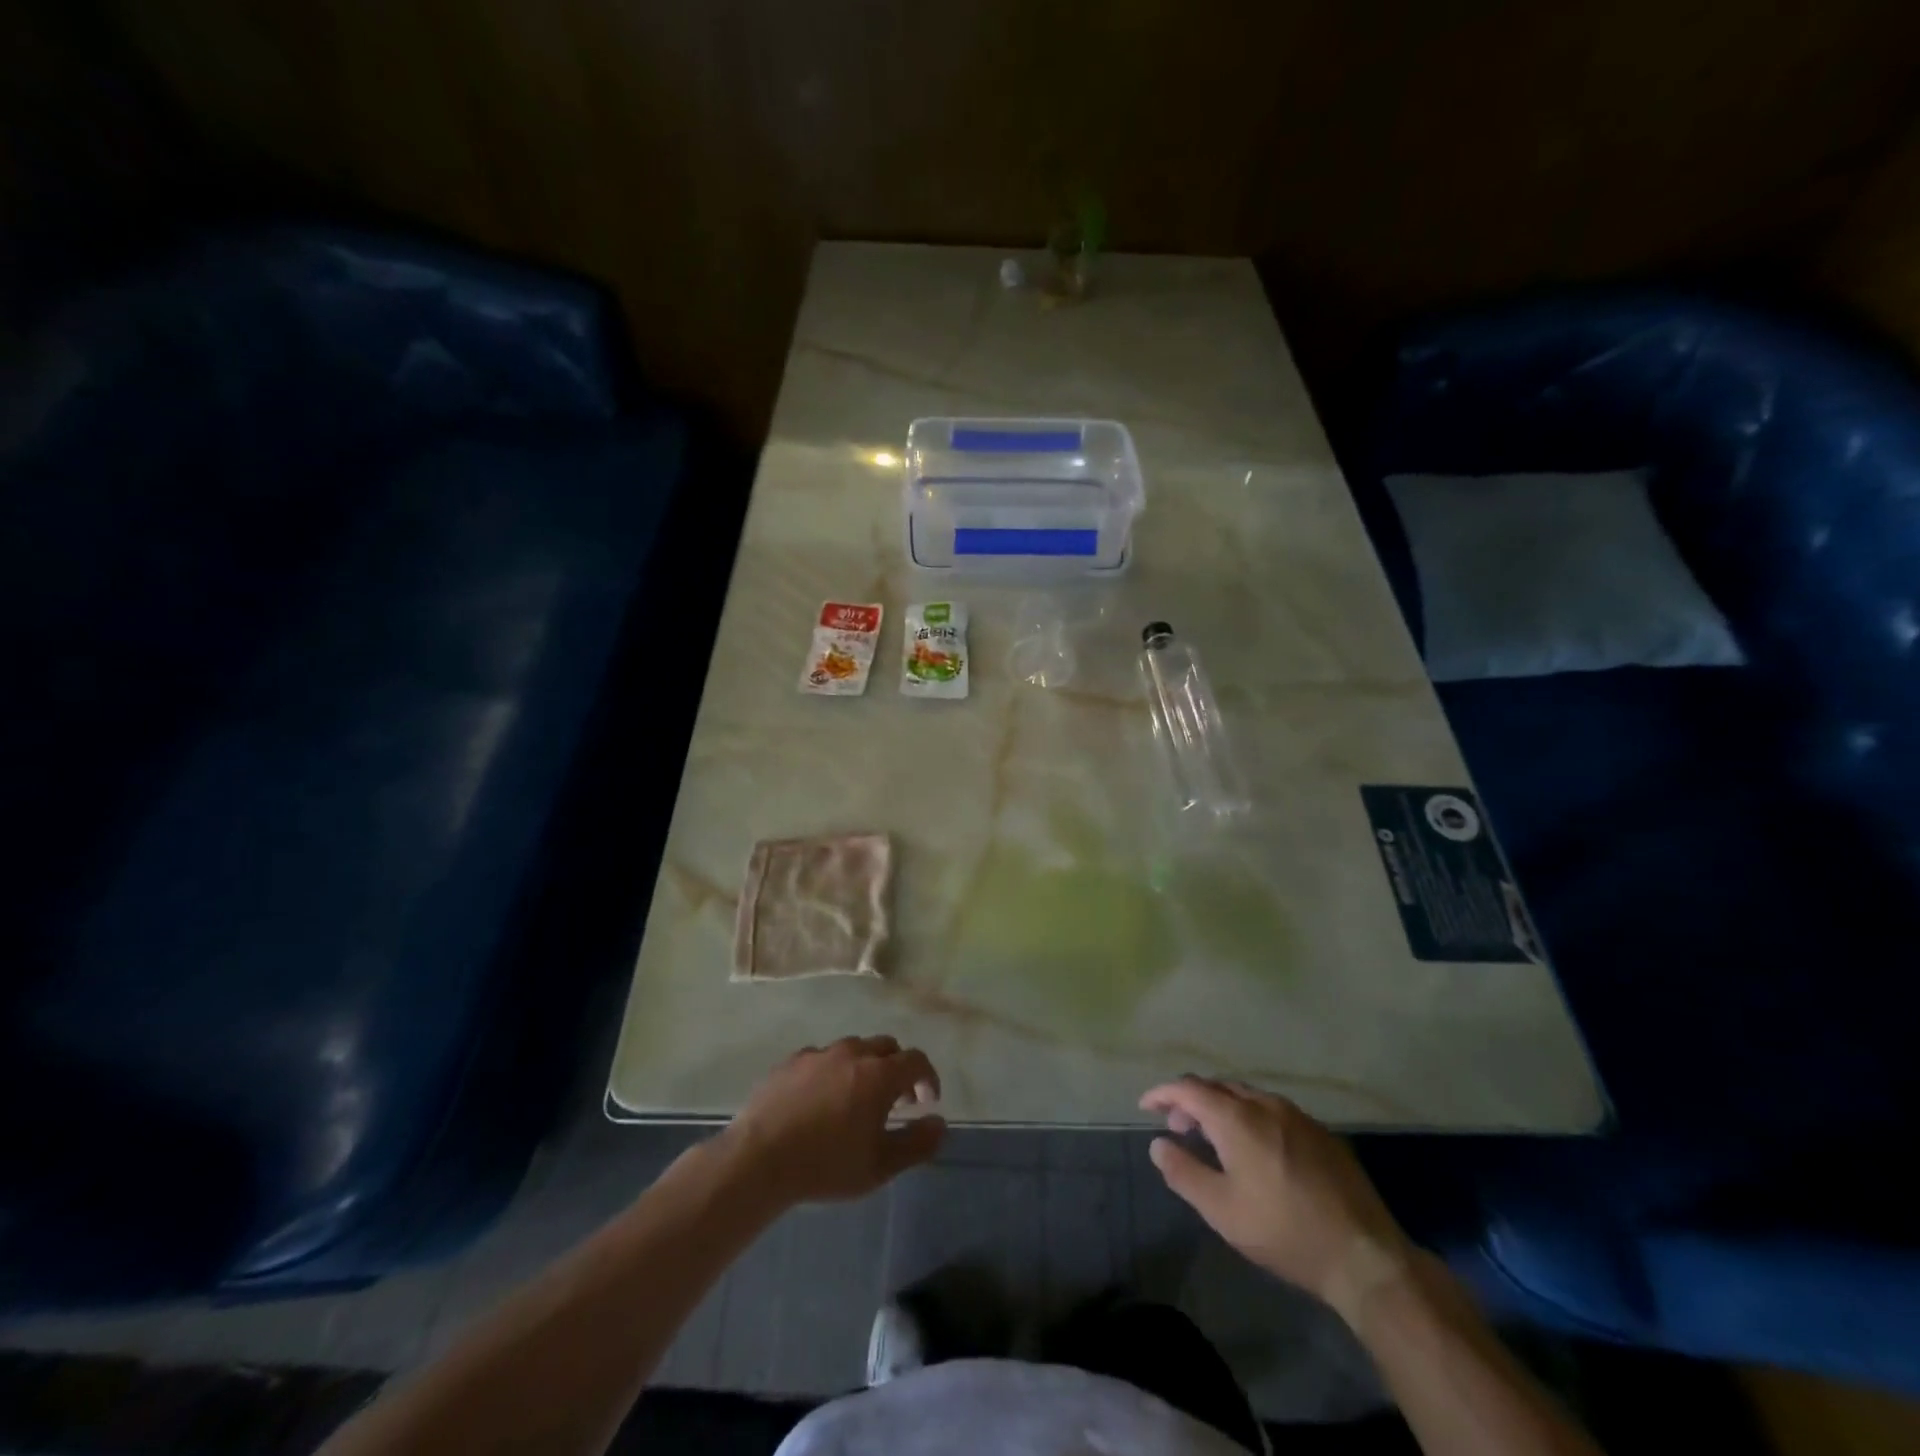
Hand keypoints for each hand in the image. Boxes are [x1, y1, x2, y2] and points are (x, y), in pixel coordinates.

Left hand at [723, 1036, 944, 1207]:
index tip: (928, 1100)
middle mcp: (852, 1053)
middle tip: (897, 1100)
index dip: (928, 1077)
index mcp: (879, 1074)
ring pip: (854, 1049)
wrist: (759, 1159)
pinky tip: (822, 1098)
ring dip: (866, 1067)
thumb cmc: (826, 1165)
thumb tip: (939, 1123)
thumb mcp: (879, 1166)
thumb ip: (916, 1144)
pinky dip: (834, 1071)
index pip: (916, 1060)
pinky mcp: (791, 1061)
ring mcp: (819, 1054)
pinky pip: (823, 1058)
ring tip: (859, 1098)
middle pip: (886, 1047)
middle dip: (898, 1068)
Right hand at [1140, 1077, 1411, 1322]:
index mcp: (1237, 1118)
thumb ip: (1184, 1173)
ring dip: (1221, 1106)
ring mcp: (1297, 1115)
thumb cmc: (1284, 1232)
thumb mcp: (1223, 1211)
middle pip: (1217, 1086)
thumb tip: (1158, 1144)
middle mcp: (1265, 1104)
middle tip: (1178, 1126)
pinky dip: (1248, 1115)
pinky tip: (1254, 1147)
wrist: (1365, 1256)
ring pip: (1246, 1095)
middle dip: (1191, 1099)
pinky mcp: (1320, 1132)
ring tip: (1212, 1136)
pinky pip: (1272, 1109)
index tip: (1145, 1106)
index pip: (1188, 1088)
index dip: (1163, 1093)